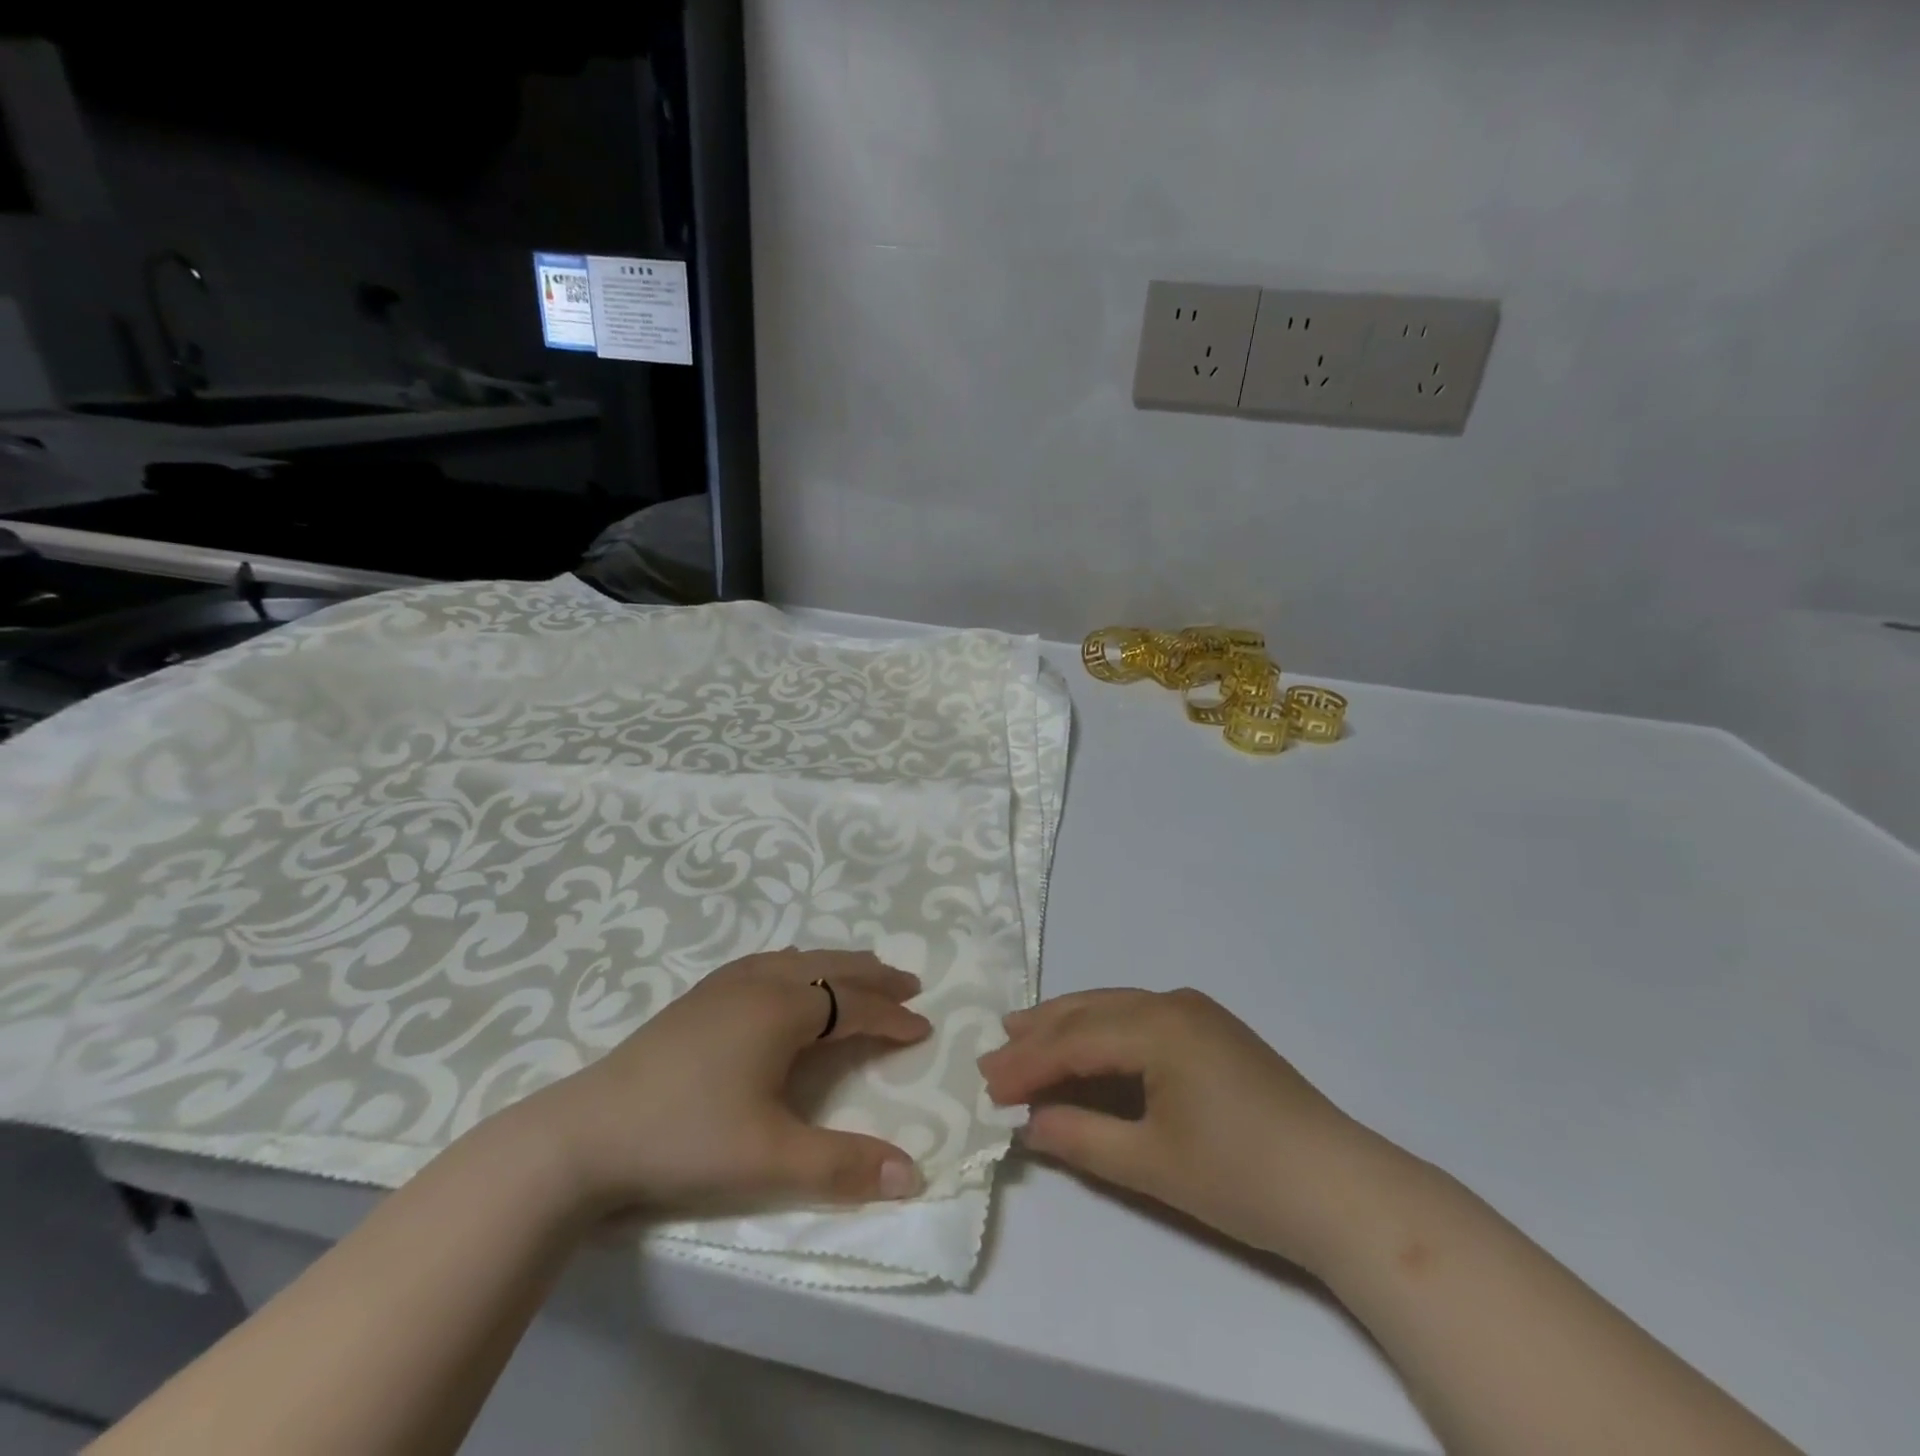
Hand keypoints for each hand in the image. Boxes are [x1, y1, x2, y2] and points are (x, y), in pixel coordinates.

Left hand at [520, 950, 930, 1216]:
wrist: (585, 1133)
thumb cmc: (686, 1137)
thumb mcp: (770, 1158)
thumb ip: (843, 1165)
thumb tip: (913, 1174)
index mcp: (783, 1009)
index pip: (854, 1005)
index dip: (892, 1017)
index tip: (923, 1027)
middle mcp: (760, 982)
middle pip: (831, 966)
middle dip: (873, 975)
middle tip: (908, 983)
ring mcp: (724, 984)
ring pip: (797, 958)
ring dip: (836, 964)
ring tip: (859, 974)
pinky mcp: (698, 996)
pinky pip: (766, 962)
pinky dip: (798, 963)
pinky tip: (787, 975)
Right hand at [978, 988, 1379, 1270]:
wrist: (1344, 1190)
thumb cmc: (1243, 1178)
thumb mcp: (1152, 1165)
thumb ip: (1083, 1139)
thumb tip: (1030, 1124)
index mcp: (1159, 1026)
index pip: (1074, 1040)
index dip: (1027, 1063)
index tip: (987, 1086)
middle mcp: (1173, 1003)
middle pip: (1090, 1011)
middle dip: (1038, 1033)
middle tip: (993, 1053)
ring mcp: (1197, 1013)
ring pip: (1114, 1008)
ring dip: (1067, 1025)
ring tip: (1021, 1032)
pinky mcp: (1213, 1031)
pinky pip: (1140, 1019)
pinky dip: (1103, 1033)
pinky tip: (1086, 1046)